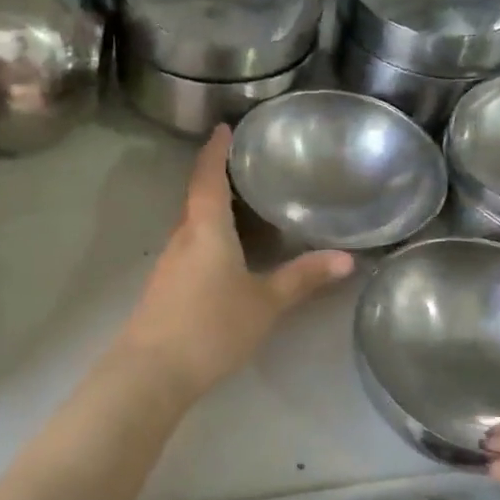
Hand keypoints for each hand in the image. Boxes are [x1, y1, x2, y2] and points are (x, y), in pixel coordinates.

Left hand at [118, 127, 354, 397]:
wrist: (153, 371)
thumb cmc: (212, 326)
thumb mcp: (265, 302)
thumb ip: (303, 279)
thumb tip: (347, 259)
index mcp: (206, 228)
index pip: (208, 177)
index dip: (216, 151)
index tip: (223, 127)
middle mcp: (182, 237)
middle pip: (198, 198)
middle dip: (217, 177)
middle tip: (246, 165)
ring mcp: (169, 263)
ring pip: (193, 225)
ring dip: (212, 209)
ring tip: (242, 204)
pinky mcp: (165, 287)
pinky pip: (189, 248)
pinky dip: (207, 238)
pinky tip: (225, 254)